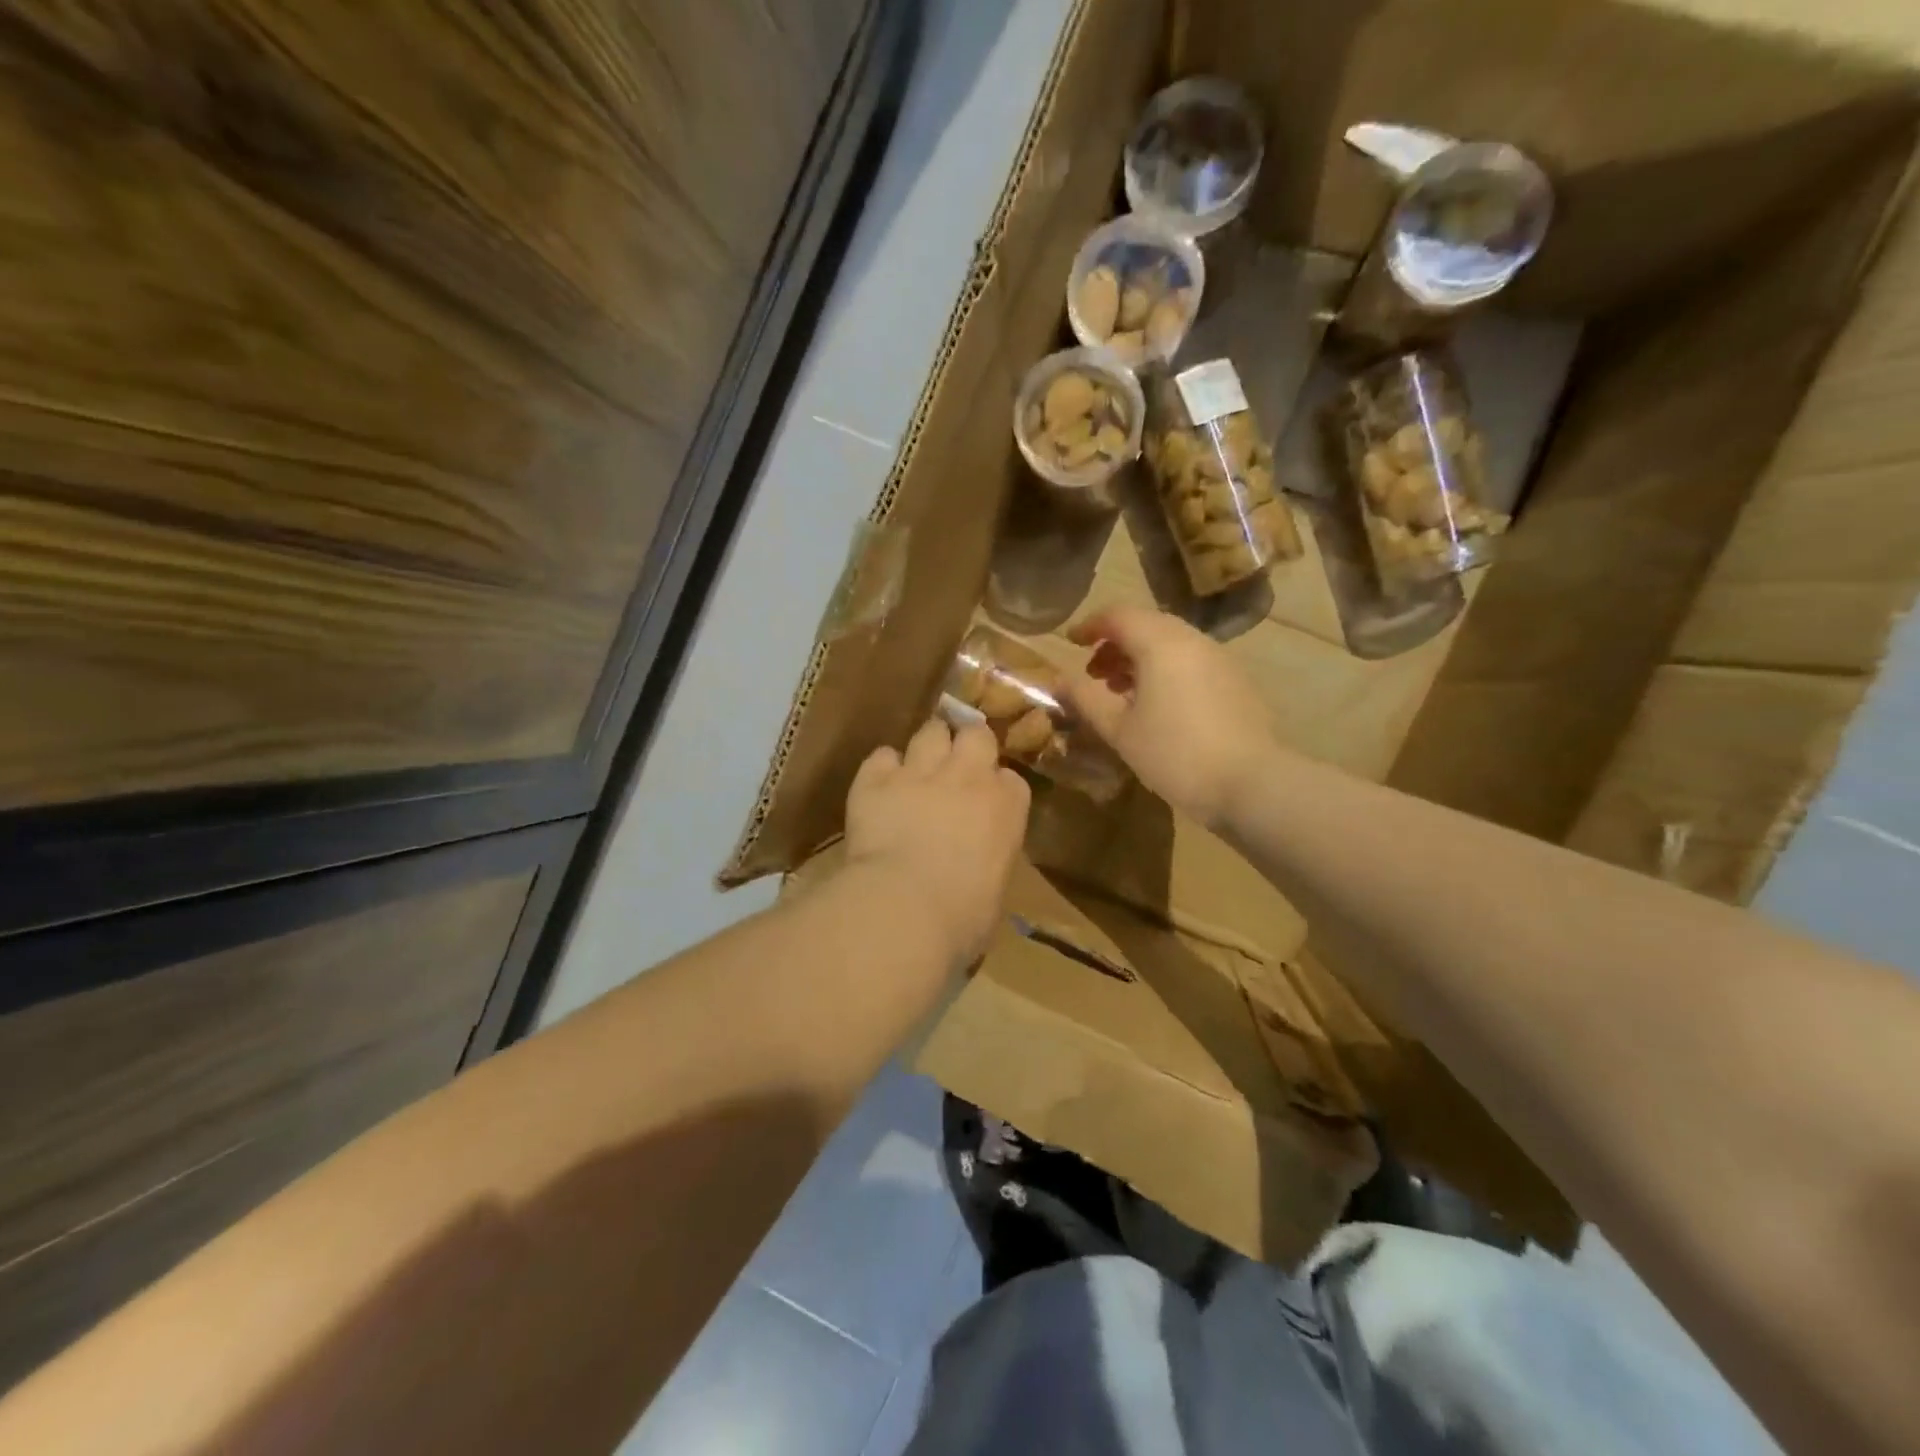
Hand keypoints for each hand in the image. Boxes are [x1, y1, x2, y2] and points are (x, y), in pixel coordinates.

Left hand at [844, 719, 1030, 965]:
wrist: (905, 908)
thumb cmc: (963, 916)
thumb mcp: (995, 889)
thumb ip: (991, 859)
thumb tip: (977, 866)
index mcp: (1007, 806)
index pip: (1011, 779)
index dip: (997, 787)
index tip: (988, 802)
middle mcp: (968, 776)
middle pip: (975, 735)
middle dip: (967, 744)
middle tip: (956, 765)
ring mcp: (920, 772)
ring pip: (930, 731)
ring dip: (927, 745)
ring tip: (918, 767)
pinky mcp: (875, 780)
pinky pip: (882, 755)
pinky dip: (882, 768)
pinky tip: (879, 787)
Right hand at [1063, 606, 1273, 829]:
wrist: (1251, 783)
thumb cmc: (1175, 754)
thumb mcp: (1119, 729)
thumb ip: (1085, 698)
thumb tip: (1057, 680)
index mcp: (1161, 643)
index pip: (1118, 615)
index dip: (1090, 625)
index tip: (1070, 642)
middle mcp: (1192, 639)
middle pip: (1146, 625)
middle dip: (1115, 643)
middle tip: (1093, 674)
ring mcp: (1219, 658)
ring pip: (1171, 642)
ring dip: (1140, 657)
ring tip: (1121, 692)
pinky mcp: (1235, 680)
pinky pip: (1191, 660)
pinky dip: (1166, 669)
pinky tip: (1158, 705)